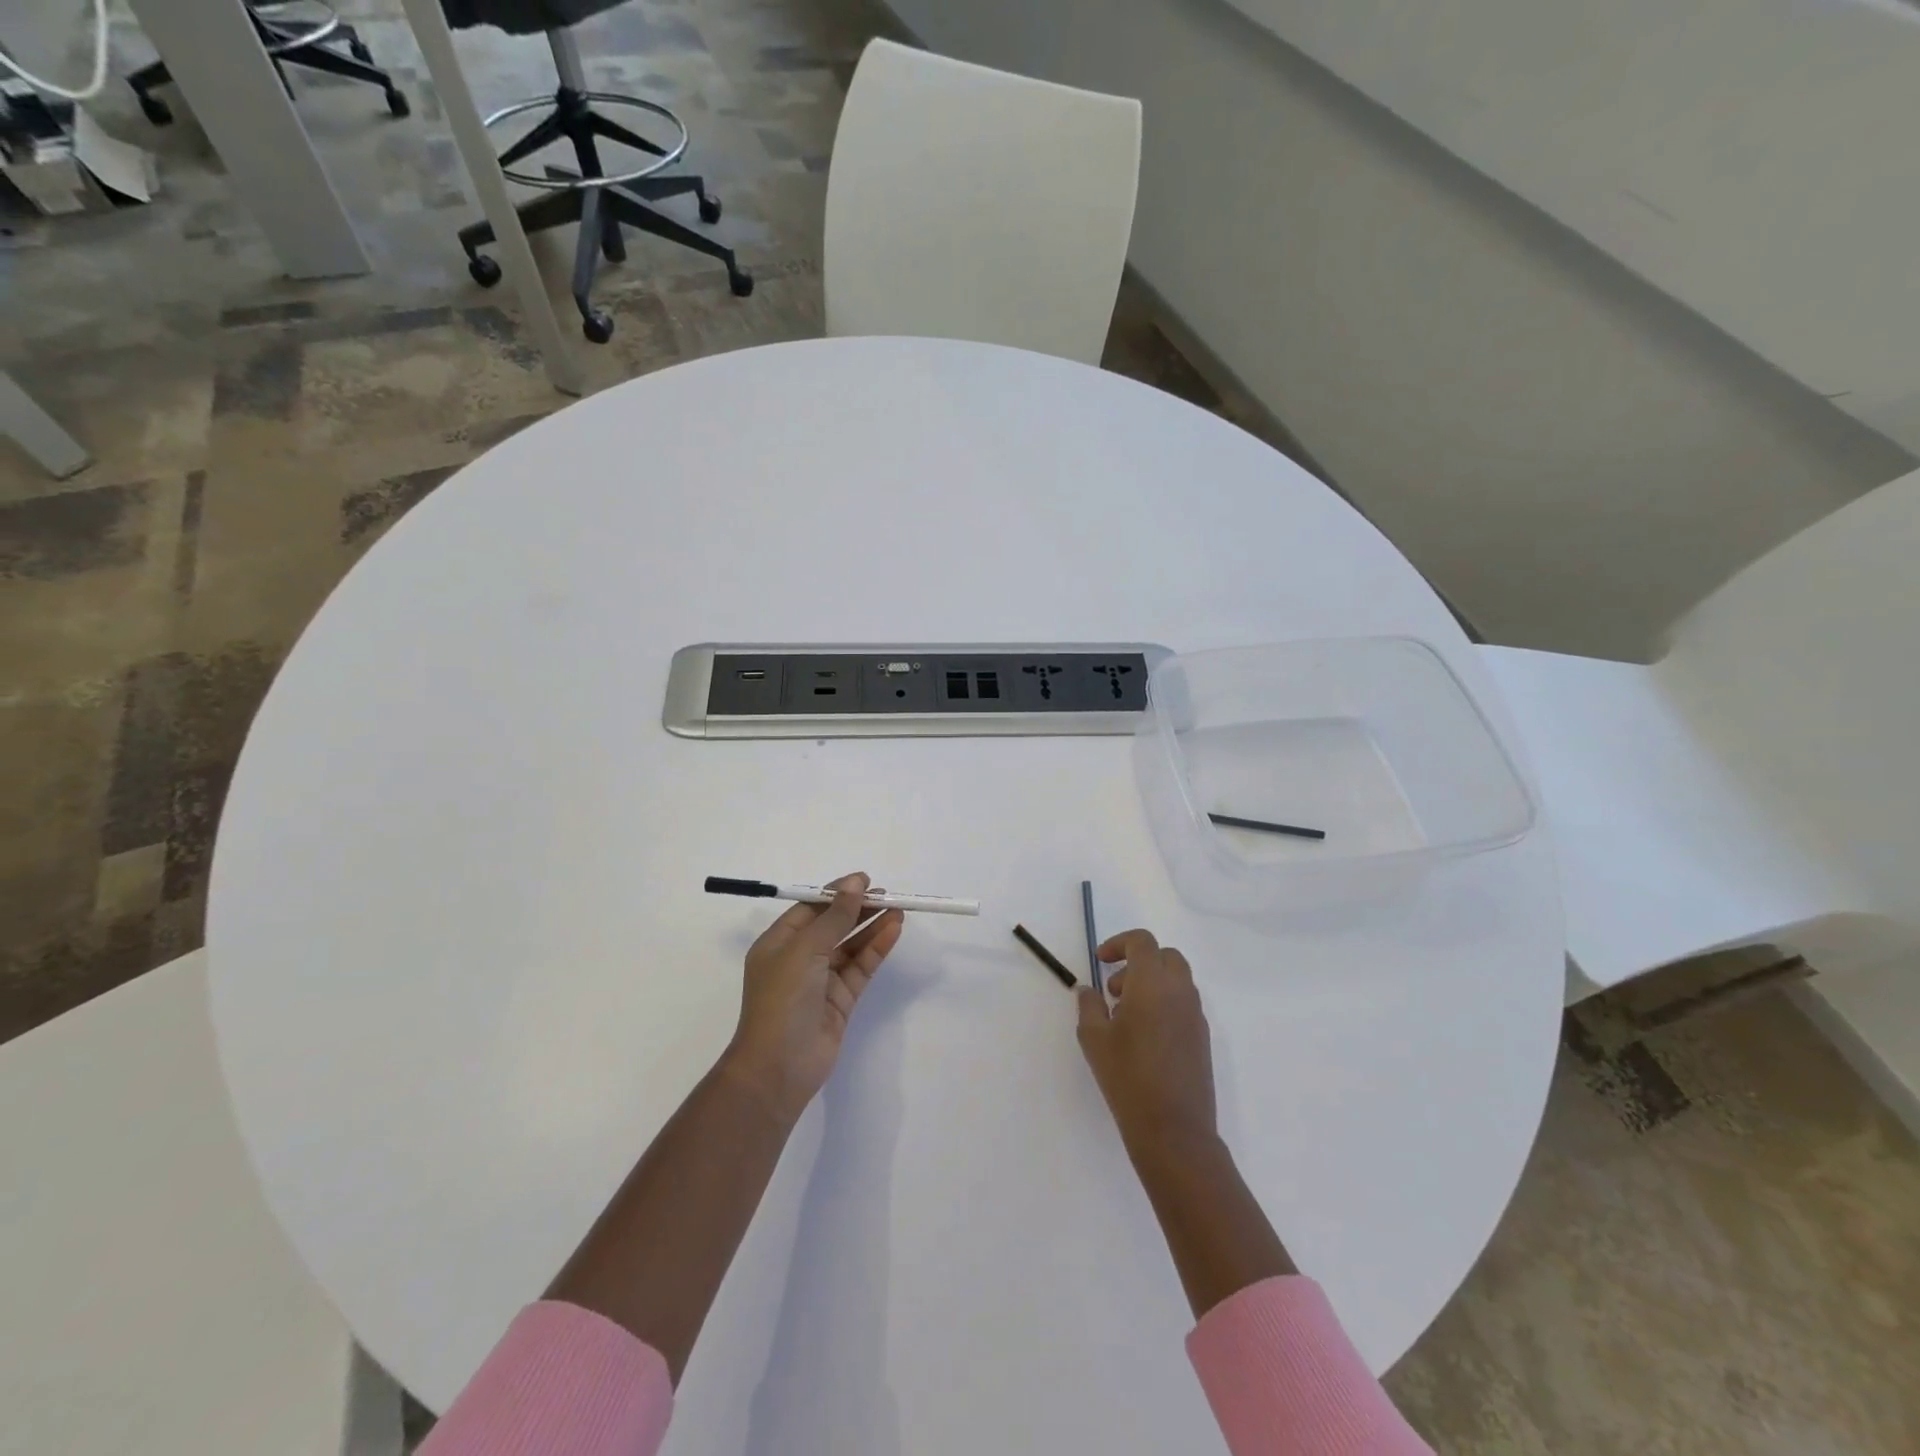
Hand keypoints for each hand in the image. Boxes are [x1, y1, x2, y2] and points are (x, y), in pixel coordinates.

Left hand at [722, 872, 904, 1122]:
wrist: (779, 1067)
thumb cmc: (782, 999)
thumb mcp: (805, 950)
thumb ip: (835, 917)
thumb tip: (855, 883)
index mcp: (778, 943)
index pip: (810, 909)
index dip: (837, 893)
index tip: (865, 880)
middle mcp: (798, 959)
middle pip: (833, 925)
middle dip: (858, 909)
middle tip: (887, 894)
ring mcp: (820, 981)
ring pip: (850, 946)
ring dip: (871, 926)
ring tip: (897, 908)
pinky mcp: (840, 1001)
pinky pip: (860, 967)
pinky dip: (876, 948)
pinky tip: (893, 930)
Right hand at [1076, 929, 1217, 1157]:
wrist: (1173, 1129)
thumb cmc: (1127, 1077)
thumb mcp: (1094, 1038)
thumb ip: (1089, 1005)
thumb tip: (1089, 990)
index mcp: (1152, 983)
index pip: (1142, 941)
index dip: (1118, 944)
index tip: (1100, 962)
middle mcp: (1179, 991)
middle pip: (1164, 955)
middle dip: (1138, 961)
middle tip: (1114, 988)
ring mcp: (1195, 1014)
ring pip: (1176, 979)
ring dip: (1151, 982)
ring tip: (1125, 1015)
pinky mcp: (1202, 1037)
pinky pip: (1183, 1002)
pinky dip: (1164, 1002)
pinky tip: (1144, 1036)